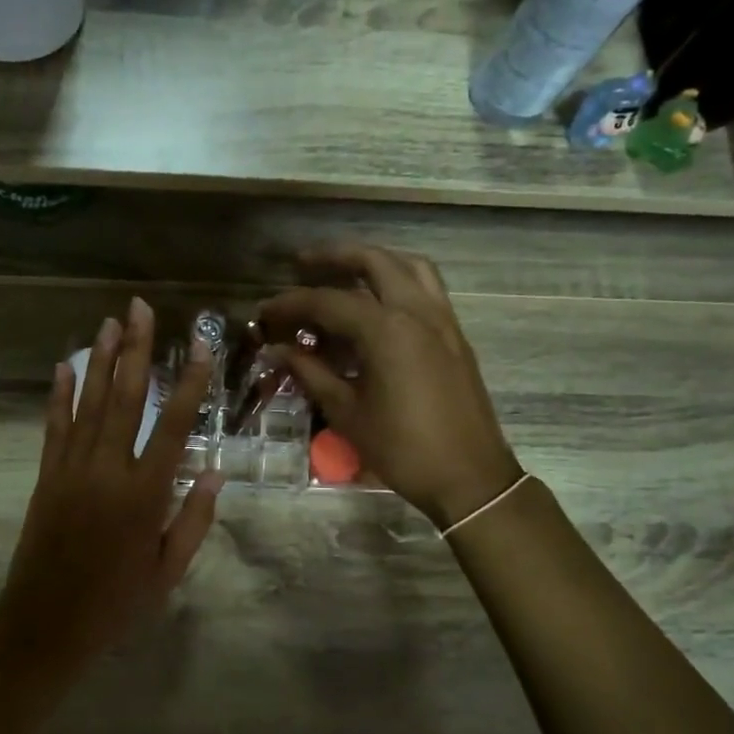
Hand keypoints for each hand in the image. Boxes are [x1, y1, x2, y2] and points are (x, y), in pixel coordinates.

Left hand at [0, 298, 222, 660]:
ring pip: (88, 404)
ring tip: (108, 322)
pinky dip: (60, 395)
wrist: (46, 625)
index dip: (188, 382)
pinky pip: (55, 427)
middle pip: (125, 398)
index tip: (198, 345)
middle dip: (135, 350)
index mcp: (145, 494)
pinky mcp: (46, 477)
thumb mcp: (168, 570)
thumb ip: (193, 519)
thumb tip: (214, 471)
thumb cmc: (116, 603)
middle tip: (139, 308)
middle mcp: (108, 470)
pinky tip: (65, 366)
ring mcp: (71, 470)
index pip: (173, 425)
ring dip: (100, 361)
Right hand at [258, 245, 520, 528]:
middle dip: (333, 257)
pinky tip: (377, 303)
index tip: (264, 313)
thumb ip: (311, 373)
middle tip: (301, 264)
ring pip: (408, 266)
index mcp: (387, 329)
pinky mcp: (454, 335)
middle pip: (373, 262)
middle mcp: (417, 311)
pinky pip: (426, 288)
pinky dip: (398, 280)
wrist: (469, 476)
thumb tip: (277, 351)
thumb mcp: (347, 412)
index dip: (290, 304)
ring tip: (343, 272)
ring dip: (373, 261)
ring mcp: (442, 320)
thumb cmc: (402, 449)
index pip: (328, 301)